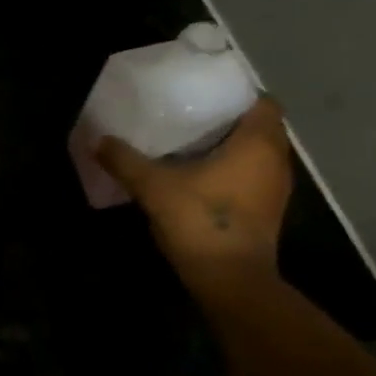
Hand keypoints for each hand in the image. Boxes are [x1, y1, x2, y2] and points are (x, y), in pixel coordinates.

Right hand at [96, 97, 293, 289]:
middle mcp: (276, 161)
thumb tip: (98, 140)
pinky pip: (252, 178)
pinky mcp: (266, 213)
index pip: (263, 102)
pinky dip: (232, 172)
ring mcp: (275, 190)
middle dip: (228, 121)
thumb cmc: (201, 221)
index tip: (205, 96)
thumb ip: (126, 161)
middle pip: (259, 128)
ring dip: (230, 149)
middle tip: (189, 118)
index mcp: (258, 143)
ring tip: (190, 146)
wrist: (230, 281)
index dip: (237, 95)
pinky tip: (199, 178)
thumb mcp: (154, 187)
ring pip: (256, 155)